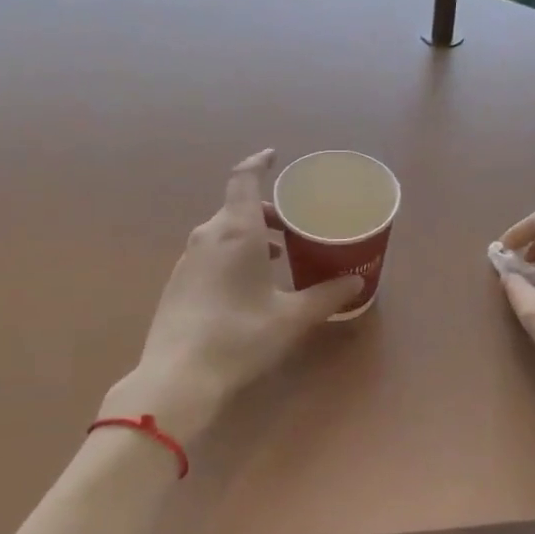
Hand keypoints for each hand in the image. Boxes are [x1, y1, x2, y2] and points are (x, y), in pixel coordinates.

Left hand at [110, 150, 362, 445]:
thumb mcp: (291, 317)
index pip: (244, 178)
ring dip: (251, 235)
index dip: (259, 162)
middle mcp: (208, 235)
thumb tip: (357, 282)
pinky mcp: (178, 282)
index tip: (274, 156)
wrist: (177, 378)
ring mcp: (188, 259)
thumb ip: (326, 296)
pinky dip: (233, 253)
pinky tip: (248, 285)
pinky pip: (211, 252)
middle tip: (294, 228)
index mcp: (236, 230)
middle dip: (267, 212)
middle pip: (237, 207)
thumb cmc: (240, 337)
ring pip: (223, 231)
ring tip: (279, 257)